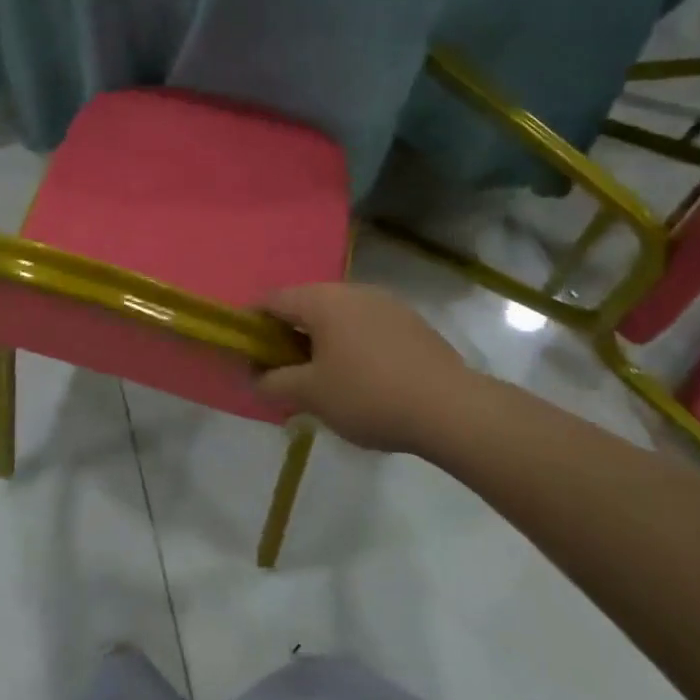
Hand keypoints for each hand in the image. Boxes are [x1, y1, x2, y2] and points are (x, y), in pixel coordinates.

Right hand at [257, 284, 494, 454]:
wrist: (451, 408)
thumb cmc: (369, 395)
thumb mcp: (311, 395)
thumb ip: (274, 383)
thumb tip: (254, 377)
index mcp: (322, 300)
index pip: (272, 300)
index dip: (253, 323)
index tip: (248, 353)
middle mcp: (352, 290)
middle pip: (306, 306)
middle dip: (289, 336)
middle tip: (285, 372)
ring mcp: (386, 303)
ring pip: (338, 316)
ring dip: (322, 341)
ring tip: (324, 380)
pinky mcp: (411, 322)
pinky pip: (367, 326)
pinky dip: (353, 345)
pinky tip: (363, 379)